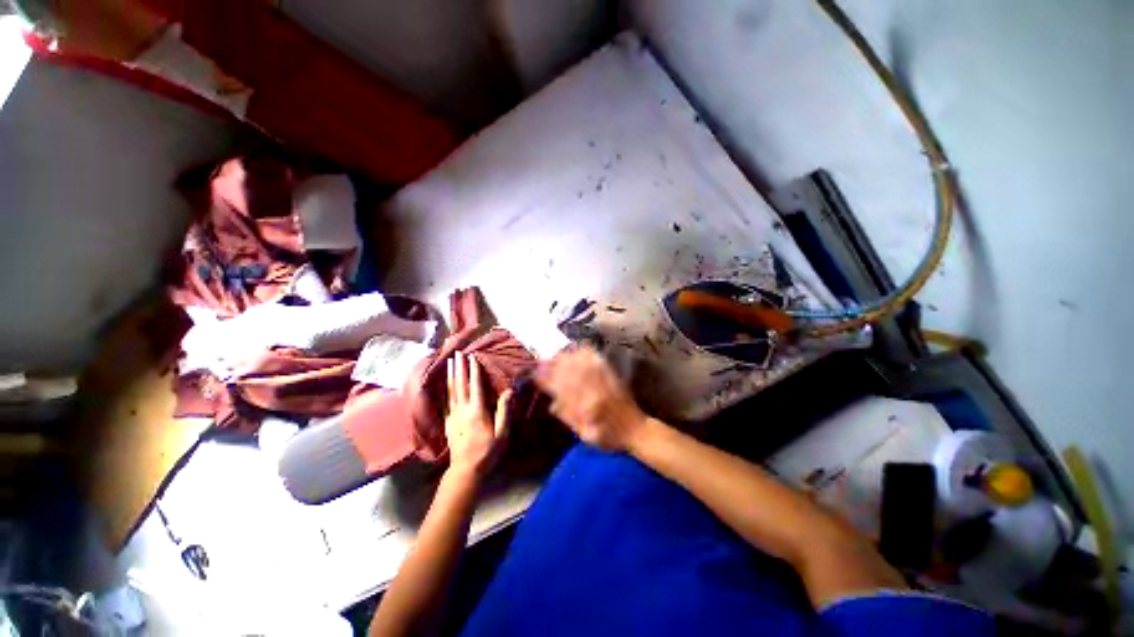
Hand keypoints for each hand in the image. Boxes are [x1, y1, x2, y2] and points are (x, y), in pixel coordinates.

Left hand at [445, 351, 511, 480]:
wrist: (466, 470)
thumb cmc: (488, 451)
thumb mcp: (502, 433)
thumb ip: (504, 411)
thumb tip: (509, 391)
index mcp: (477, 411)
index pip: (476, 386)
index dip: (474, 371)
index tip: (473, 357)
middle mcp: (463, 410)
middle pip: (460, 384)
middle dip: (459, 367)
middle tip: (458, 353)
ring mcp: (453, 415)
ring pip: (451, 390)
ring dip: (450, 374)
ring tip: (449, 361)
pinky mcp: (448, 421)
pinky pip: (446, 400)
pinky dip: (444, 388)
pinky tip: (443, 383)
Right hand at [536, 347, 647, 451]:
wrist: (636, 430)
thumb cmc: (609, 437)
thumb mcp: (586, 435)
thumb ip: (569, 419)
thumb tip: (552, 405)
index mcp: (587, 408)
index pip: (562, 390)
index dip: (548, 380)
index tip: (536, 374)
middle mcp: (595, 391)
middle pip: (570, 373)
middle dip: (554, 365)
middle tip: (541, 360)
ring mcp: (605, 381)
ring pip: (582, 365)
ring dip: (568, 357)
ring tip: (556, 353)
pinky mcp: (613, 376)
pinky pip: (598, 361)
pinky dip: (588, 353)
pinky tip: (579, 348)